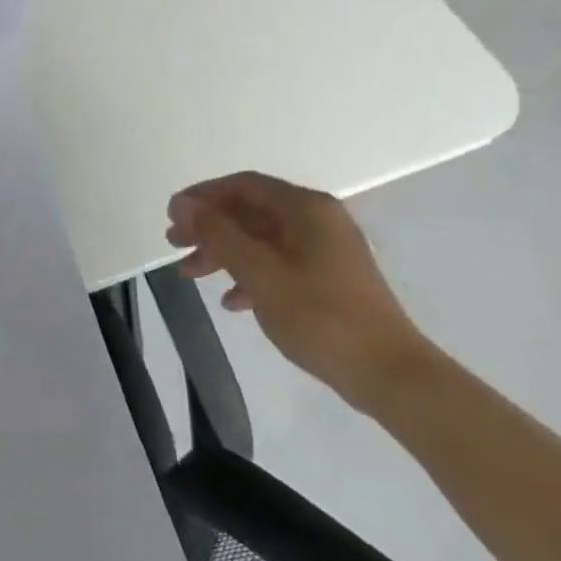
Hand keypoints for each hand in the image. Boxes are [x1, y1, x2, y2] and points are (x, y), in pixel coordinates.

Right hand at [166, 172, 432, 411]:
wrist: (389, 374)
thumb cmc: (320, 316)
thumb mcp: (259, 272)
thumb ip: (218, 234)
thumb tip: (181, 204)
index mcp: (306, 209)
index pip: (243, 186)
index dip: (202, 196)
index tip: (171, 215)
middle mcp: (318, 220)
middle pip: (250, 212)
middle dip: (209, 228)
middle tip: (173, 245)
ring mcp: (325, 251)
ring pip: (261, 240)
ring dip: (223, 254)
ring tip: (190, 275)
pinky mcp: (328, 279)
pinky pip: (278, 265)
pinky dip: (249, 276)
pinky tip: (231, 302)